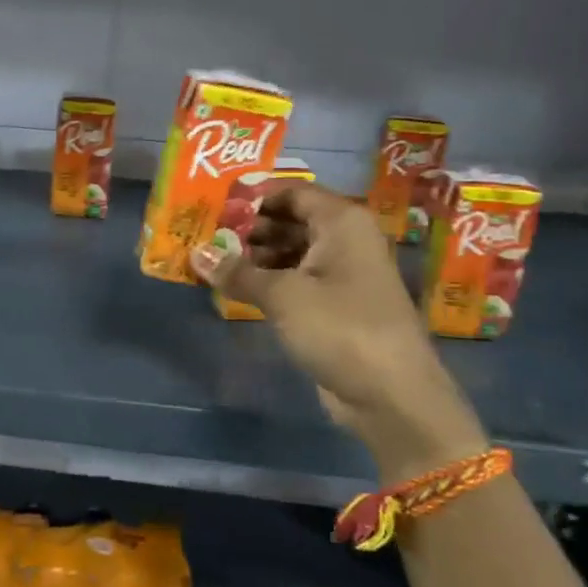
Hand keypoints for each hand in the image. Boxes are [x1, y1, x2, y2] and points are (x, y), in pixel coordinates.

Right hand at [191, 182, 486, 482]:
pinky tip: (235, 287)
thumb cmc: (340, 327)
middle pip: (290, 220)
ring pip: (291, 251)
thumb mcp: (283, 295)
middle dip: (248, 228)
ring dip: (254, 256)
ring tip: (211, 263)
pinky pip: (295, 280)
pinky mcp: (335, 305)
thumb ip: (237, 271)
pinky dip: (267, 280)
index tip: (212, 206)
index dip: (252, 196)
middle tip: (204, 237)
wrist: (391, 395)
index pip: (291, 191)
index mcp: (342, 222)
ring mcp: (342, 274)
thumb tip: (195, 254)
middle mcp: (345, 240)